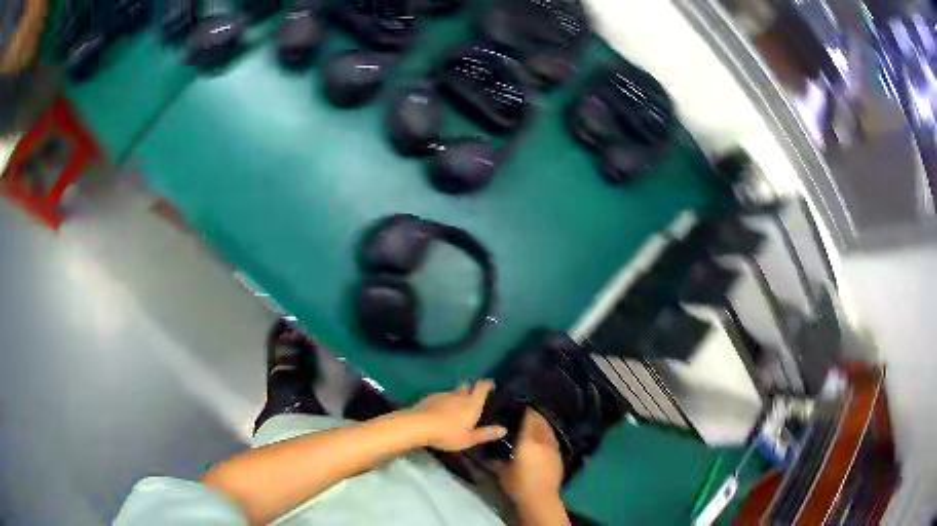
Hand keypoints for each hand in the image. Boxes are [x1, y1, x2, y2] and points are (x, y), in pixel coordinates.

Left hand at [409, 380, 506, 451]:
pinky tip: (441, 411)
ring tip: (457, 406)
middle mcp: (459, 395)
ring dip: (457, 396)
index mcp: (472, 403)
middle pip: (467, 386)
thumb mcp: (469, 439)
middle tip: (474, 397)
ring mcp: (443, 395)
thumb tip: (504, 429)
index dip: (487, 384)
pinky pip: (441, 397)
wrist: (419, 425)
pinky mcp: (429, 398)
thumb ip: (486, 434)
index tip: (491, 385)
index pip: (482, 387)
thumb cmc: (448, 433)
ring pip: (453, 391)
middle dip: (471, 388)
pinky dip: (444, 401)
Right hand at [495, 409, 563, 506]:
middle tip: (528, 412)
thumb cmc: (518, 484)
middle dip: (536, 416)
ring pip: (549, 430)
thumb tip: (492, 455)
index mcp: (528, 441)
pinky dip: (548, 435)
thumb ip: (498, 460)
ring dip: (543, 424)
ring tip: (536, 423)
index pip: (529, 419)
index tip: (521, 405)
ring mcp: (553, 448)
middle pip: (541, 422)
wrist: (540, 497)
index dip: (527, 411)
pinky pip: (553, 440)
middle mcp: (542, 440)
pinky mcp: (559, 456)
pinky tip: (543, 439)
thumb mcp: (503, 472)